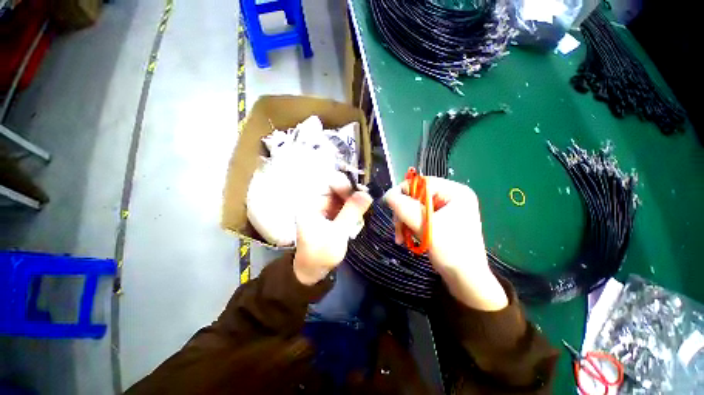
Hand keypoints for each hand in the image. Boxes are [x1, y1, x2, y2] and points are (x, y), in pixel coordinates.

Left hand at [293, 171, 372, 284]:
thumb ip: (351, 213)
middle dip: (352, 196)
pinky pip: (345, 205)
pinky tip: (357, 221)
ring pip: (344, 196)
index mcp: (310, 203)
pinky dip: (353, 211)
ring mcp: (324, 207)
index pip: (328, 183)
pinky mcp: (331, 213)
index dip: (345, 184)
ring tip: (360, 217)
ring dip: (354, 204)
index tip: (362, 192)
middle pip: (337, 188)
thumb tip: (367, 194)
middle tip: (366, 204)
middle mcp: (317, 201)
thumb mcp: (337, 234)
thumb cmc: (320, 254)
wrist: (313, 271)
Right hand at [384, 177, 507, 310]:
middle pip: (417, 196)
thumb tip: (388, 195)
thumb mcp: (426, 227)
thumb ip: (404, 208)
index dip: (403, 191)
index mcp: (455, 192)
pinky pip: (418, 217)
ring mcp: (446, 209)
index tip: (389, 206)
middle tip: (398, 230)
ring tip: (401, 238)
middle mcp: (451, 197)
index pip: (422, 183)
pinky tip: (408, 238)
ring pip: (415, 207)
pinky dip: (410, 226)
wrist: (466, 280)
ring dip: (405, 222)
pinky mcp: (440, 220)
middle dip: (404, 212)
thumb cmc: (451, 251)